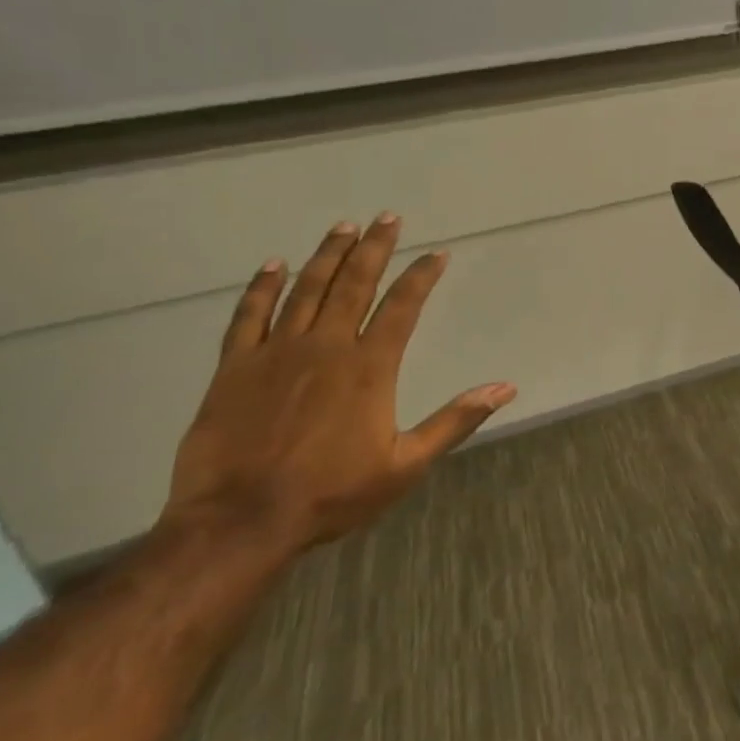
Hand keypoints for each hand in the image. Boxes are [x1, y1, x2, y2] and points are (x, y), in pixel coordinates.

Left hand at [162, 214, 515, 554]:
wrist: (239, 523)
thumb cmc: (331, 494)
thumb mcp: (407, 464)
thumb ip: (456, 420)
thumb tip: (505, 388)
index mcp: (369, 368)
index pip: (402, 307)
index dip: (421, 277)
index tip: (436, 254)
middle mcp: (326, 348)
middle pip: (354, 285)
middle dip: (374, 248)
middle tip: (387, 218)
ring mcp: (276, 354)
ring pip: (306, 291)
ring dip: (327, 256)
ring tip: (343, 227)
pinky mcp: (234, 369)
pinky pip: (249, 317)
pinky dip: (261, 288)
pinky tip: (274, 265)